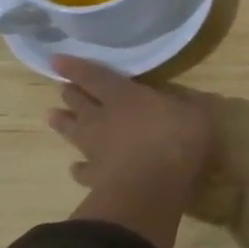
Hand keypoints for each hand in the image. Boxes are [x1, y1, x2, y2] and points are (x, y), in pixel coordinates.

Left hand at [48, 56, 217, 247]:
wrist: (152, 187)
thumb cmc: (176, 140)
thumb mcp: (197, 114)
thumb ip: (189, 105)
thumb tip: (192, 100)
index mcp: (125, 97)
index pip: (95, 77)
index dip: (76, 68)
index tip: (56, 60)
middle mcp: (103, 119)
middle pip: (79, 102)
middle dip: (71, 93)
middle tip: (62, 88)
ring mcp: (95, 149)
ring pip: (72, 132)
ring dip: (63, 123)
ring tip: (52, 116)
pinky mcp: (95, 178)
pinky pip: (82, 170)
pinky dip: (79, 167)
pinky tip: (75, 167)